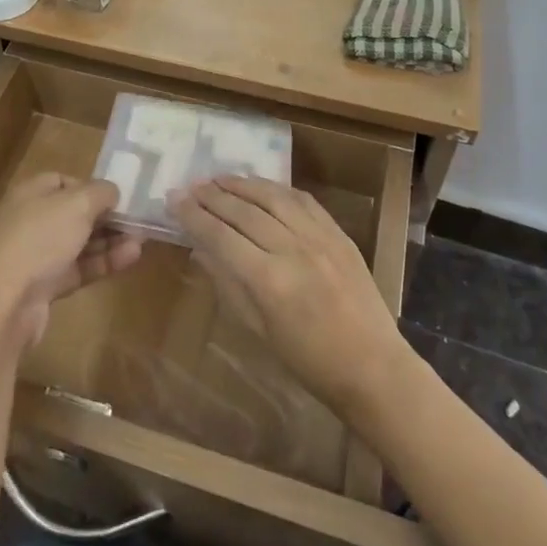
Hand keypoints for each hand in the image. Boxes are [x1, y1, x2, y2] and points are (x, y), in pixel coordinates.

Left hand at [0, 174, 141, 350]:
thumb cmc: (40, 238)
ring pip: (77, 243)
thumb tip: (112, 191)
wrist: (3, 303)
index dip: (90, 186)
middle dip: (105, 217)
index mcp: (30, 193)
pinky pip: (77, 269)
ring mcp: (35, 256)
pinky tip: (130, 258)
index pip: (62, 181)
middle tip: (137, 221)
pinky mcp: (42, 287)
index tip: (117, 196)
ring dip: (109, 241)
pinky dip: (102, 263)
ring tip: (141, 241)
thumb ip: (100, 192)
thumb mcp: (77, 204)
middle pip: (73, 214)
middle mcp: (29, 220)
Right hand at [174, 177, 405, 420]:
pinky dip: (277, 188)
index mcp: (268, 280)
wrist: (373, 367)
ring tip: (219, 178)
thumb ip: (228, 284)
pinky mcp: (339, 233)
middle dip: (212, 196)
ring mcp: (319, 237)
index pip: (220, 235)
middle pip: (243, 211)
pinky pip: (303, 200)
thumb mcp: (258, 330)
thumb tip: (200, 249)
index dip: (193, 216)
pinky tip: (261, 186)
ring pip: (273, 197)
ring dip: (242, 184)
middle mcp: (292, 249)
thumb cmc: (308, 361)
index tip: (173, 200)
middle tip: (189, 186)